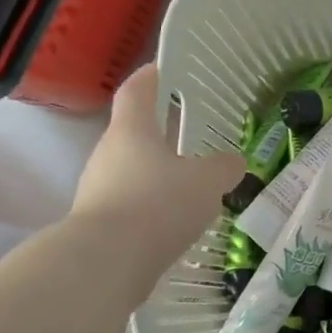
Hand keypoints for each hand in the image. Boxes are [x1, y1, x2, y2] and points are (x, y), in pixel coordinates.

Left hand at [72, 65, 243, 257]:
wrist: (105, 263)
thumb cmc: (157, 204)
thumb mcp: (206, 182)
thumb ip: (223, 168)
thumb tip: (233, 162)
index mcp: (131, 131)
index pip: (136, 91)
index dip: (150, 76)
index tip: (165, 68)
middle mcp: (108, 153)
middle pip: (134, 133)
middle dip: (162, 133)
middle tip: (192, 135)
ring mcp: (98, 189)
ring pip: (133, 171)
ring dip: (159, 174)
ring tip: (191, 184)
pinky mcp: (99, 222)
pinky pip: (131, 203)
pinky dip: (152, 206)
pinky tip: (176, 221)